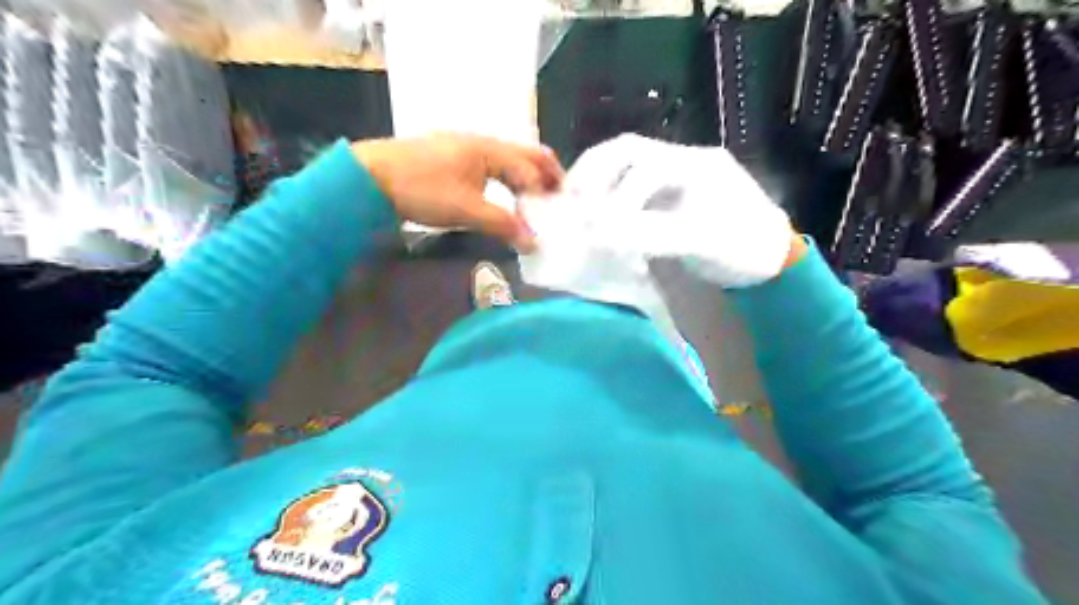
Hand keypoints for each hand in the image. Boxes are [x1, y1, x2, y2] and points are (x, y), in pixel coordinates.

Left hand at [358, 132, 567, 250]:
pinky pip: (490, 166)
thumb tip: (533, 243)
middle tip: (560, 196)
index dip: (545, 189)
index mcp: (488, 148)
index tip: (559, 210)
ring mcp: (464, 148)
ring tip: (535, 199)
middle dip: (544, 174)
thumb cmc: (422, 188)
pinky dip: (505, 180)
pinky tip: (503, 194)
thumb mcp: (466, 209)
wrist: (371, 177)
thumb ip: (502, 224)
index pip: (528, 167)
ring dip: (524, 178)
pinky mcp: (450, 159)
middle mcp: (480, 142)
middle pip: (523, 154)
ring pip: (506, 160)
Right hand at [561, 131, 793, 288]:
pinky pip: (630, 185)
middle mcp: (683, 161)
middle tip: (569, 198)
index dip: (615, 195)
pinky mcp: (668, 195)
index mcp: (697, 164)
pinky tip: (594, 211)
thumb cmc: (743, 247)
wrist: (769, 258)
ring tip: (574, 203)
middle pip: (629, 150)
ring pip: (626, 164)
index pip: (645, 167)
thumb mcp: (703, 241)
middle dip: (594, 171)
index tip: (594, 226)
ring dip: (597, 180)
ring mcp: (675, 176)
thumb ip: (653, 233)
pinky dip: (607, 194)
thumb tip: (599, 234)